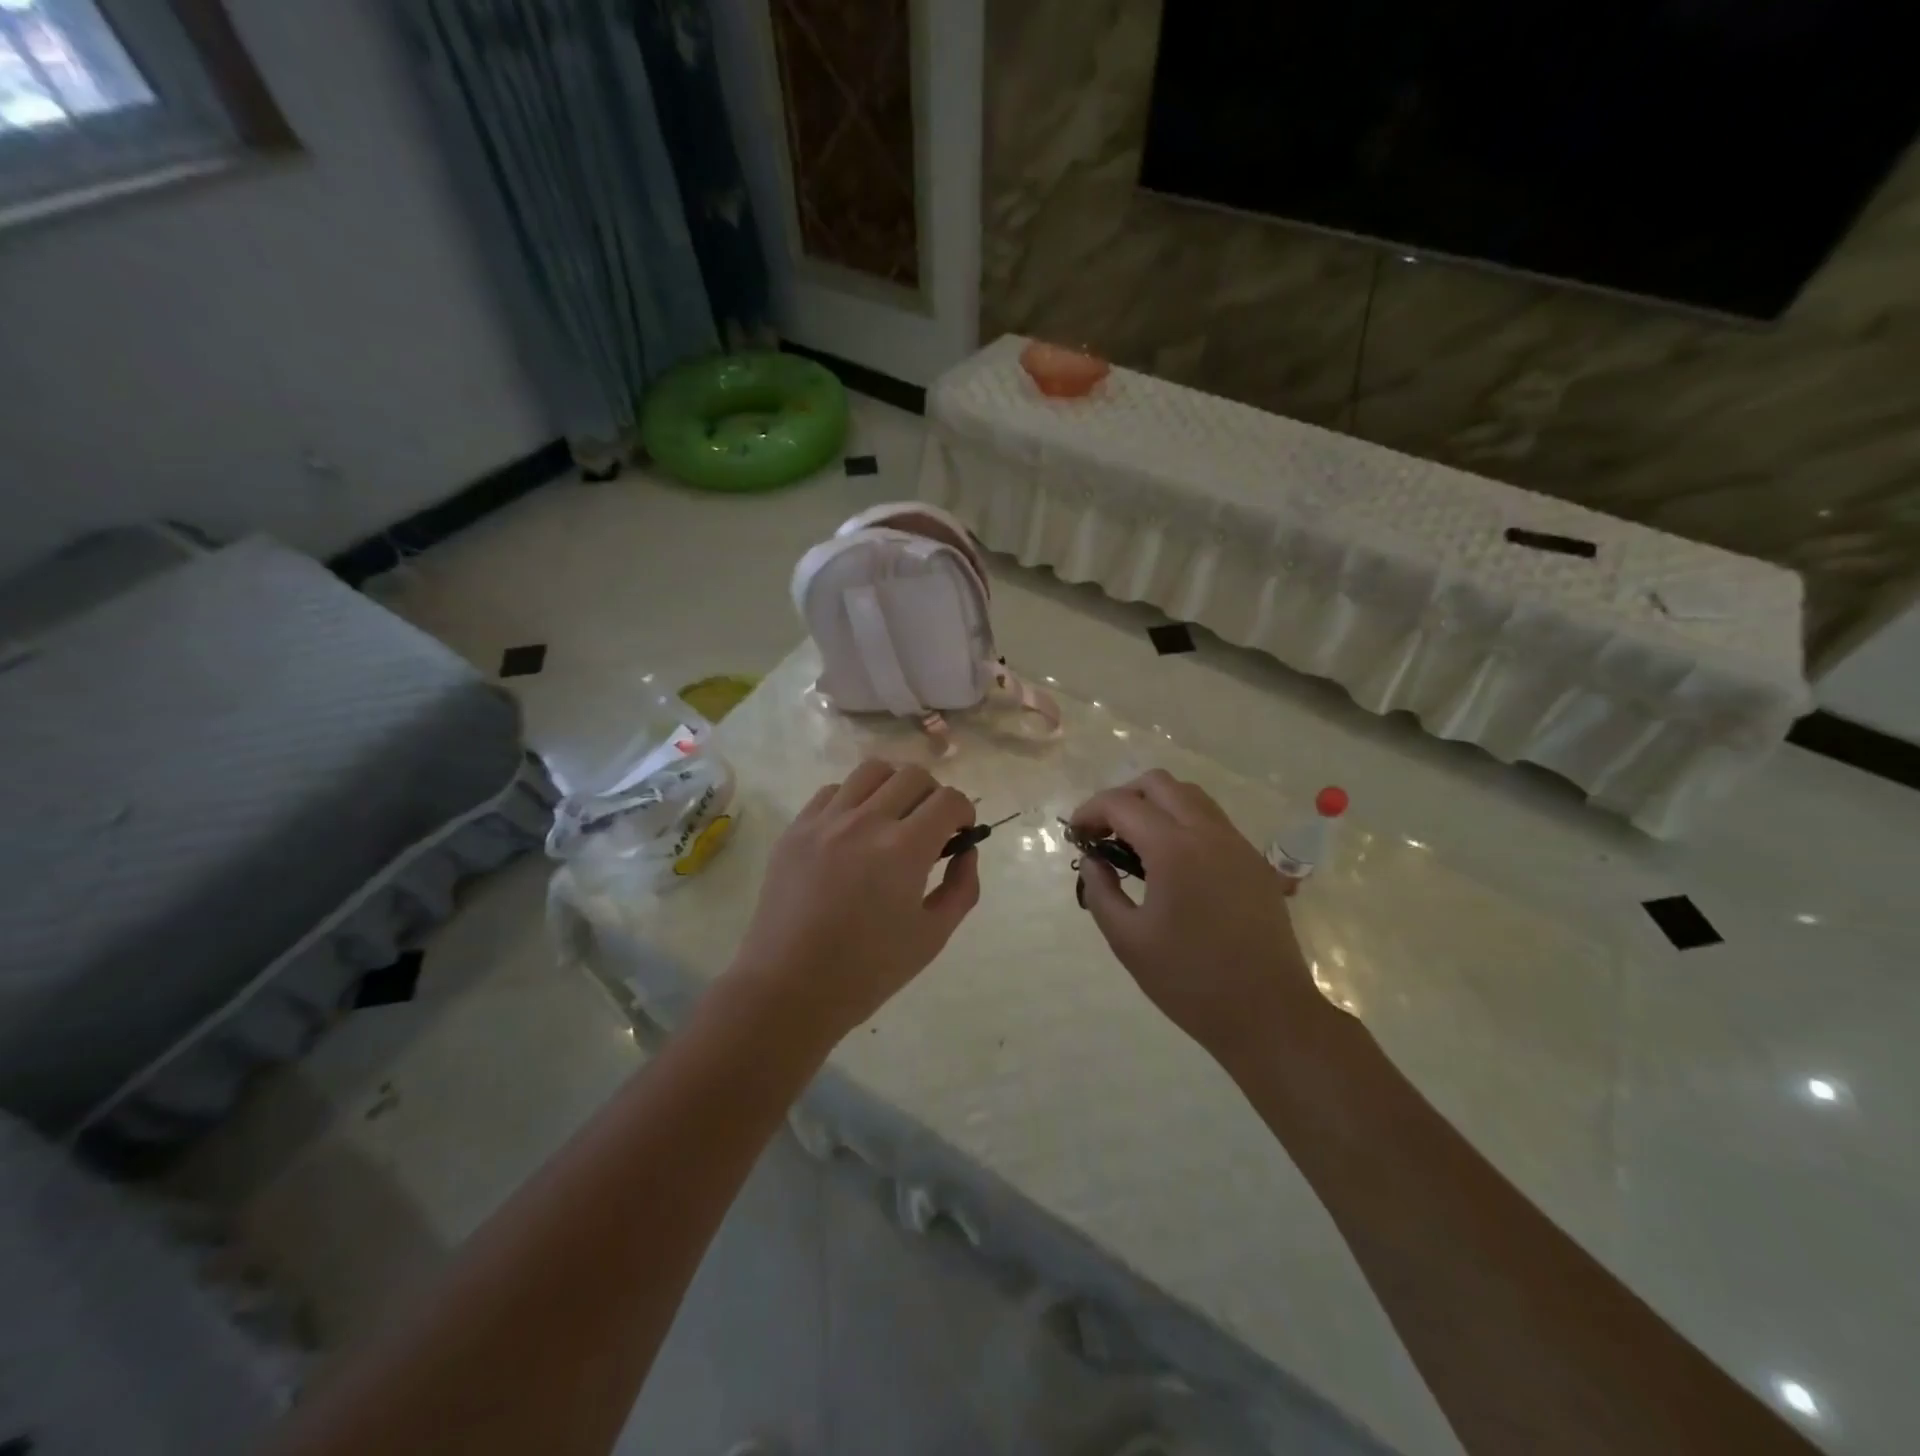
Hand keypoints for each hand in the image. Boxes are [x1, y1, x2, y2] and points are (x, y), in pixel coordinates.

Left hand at [731, 759, 979, 1043]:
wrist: (789, 987)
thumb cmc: (868, 970)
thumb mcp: (933, 936)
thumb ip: (961, 887)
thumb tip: (965, 851)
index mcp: (904, 849)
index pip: (949, 800)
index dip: (964, 812)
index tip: (960, 833)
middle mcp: (865, 821)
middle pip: (913, 775)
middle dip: (933, 795)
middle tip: (929, 827)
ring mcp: (825, 821)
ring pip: (871, 770)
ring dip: (893, 787)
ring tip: (891, 818)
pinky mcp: (796, 829)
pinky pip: (832, 791)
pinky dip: (853, 800)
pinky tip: (852, 831)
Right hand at [1071, 770, 1319, 1061]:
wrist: (1268, 1014)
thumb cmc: (1190, 981)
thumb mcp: (1128, 940)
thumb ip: (1101, 891)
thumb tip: (1092, 861)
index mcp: (1174, 849)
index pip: (1122, 804)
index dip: (1090, 812)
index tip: (1076, 835)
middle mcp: (1208, 832)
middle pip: (1158, 783)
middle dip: (1123, 798)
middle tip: (1104, 834)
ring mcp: (1237, 844)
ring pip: (1190, 796)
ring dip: (1155, 805)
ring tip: (1136, 844)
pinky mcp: (1254, 861)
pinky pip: (1212, 820)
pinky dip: (1182, 822)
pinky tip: (1172, 863)